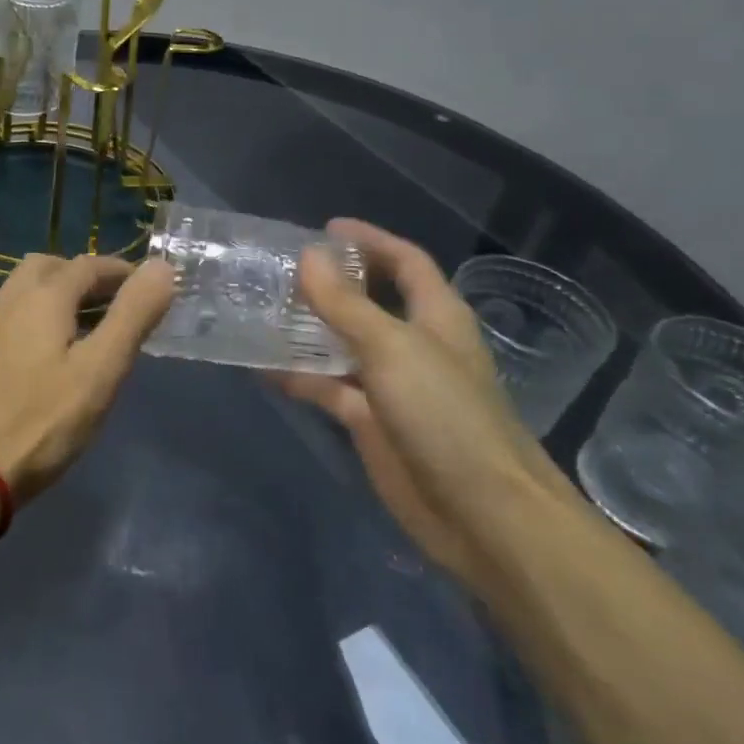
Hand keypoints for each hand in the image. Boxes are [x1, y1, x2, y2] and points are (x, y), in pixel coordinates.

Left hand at [0, 254, 177, 501]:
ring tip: (85, 324)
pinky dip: (35, 313)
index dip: (121, 270)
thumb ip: (132, 315)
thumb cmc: (44, 421)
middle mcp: (9, 299)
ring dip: (56, 292)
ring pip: (24, 288)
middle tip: (113, 301)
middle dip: (84, 275)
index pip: (88, 265)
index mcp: (42, 296)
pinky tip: (47, 349)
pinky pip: (11, 313)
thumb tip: (161, 267)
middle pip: (49, 267)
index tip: (147, 287)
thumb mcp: (101, 370)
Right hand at [271, 219, 578, 589]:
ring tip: (261, 310)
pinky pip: (328, 388)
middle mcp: (414, 344)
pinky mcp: (371, 423)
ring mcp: (392, 386)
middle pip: (370, 300)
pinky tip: (262, 367)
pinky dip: (299, 377)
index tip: (324, 229)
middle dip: (331, 284)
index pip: (405, 262)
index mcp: (436, 316)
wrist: (482, 515)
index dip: (370, 240)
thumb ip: (345, 303)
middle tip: (280, 270)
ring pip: (343, 345)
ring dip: (308, 328)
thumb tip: (308, 256)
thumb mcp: (391, 348)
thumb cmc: (445, 415)